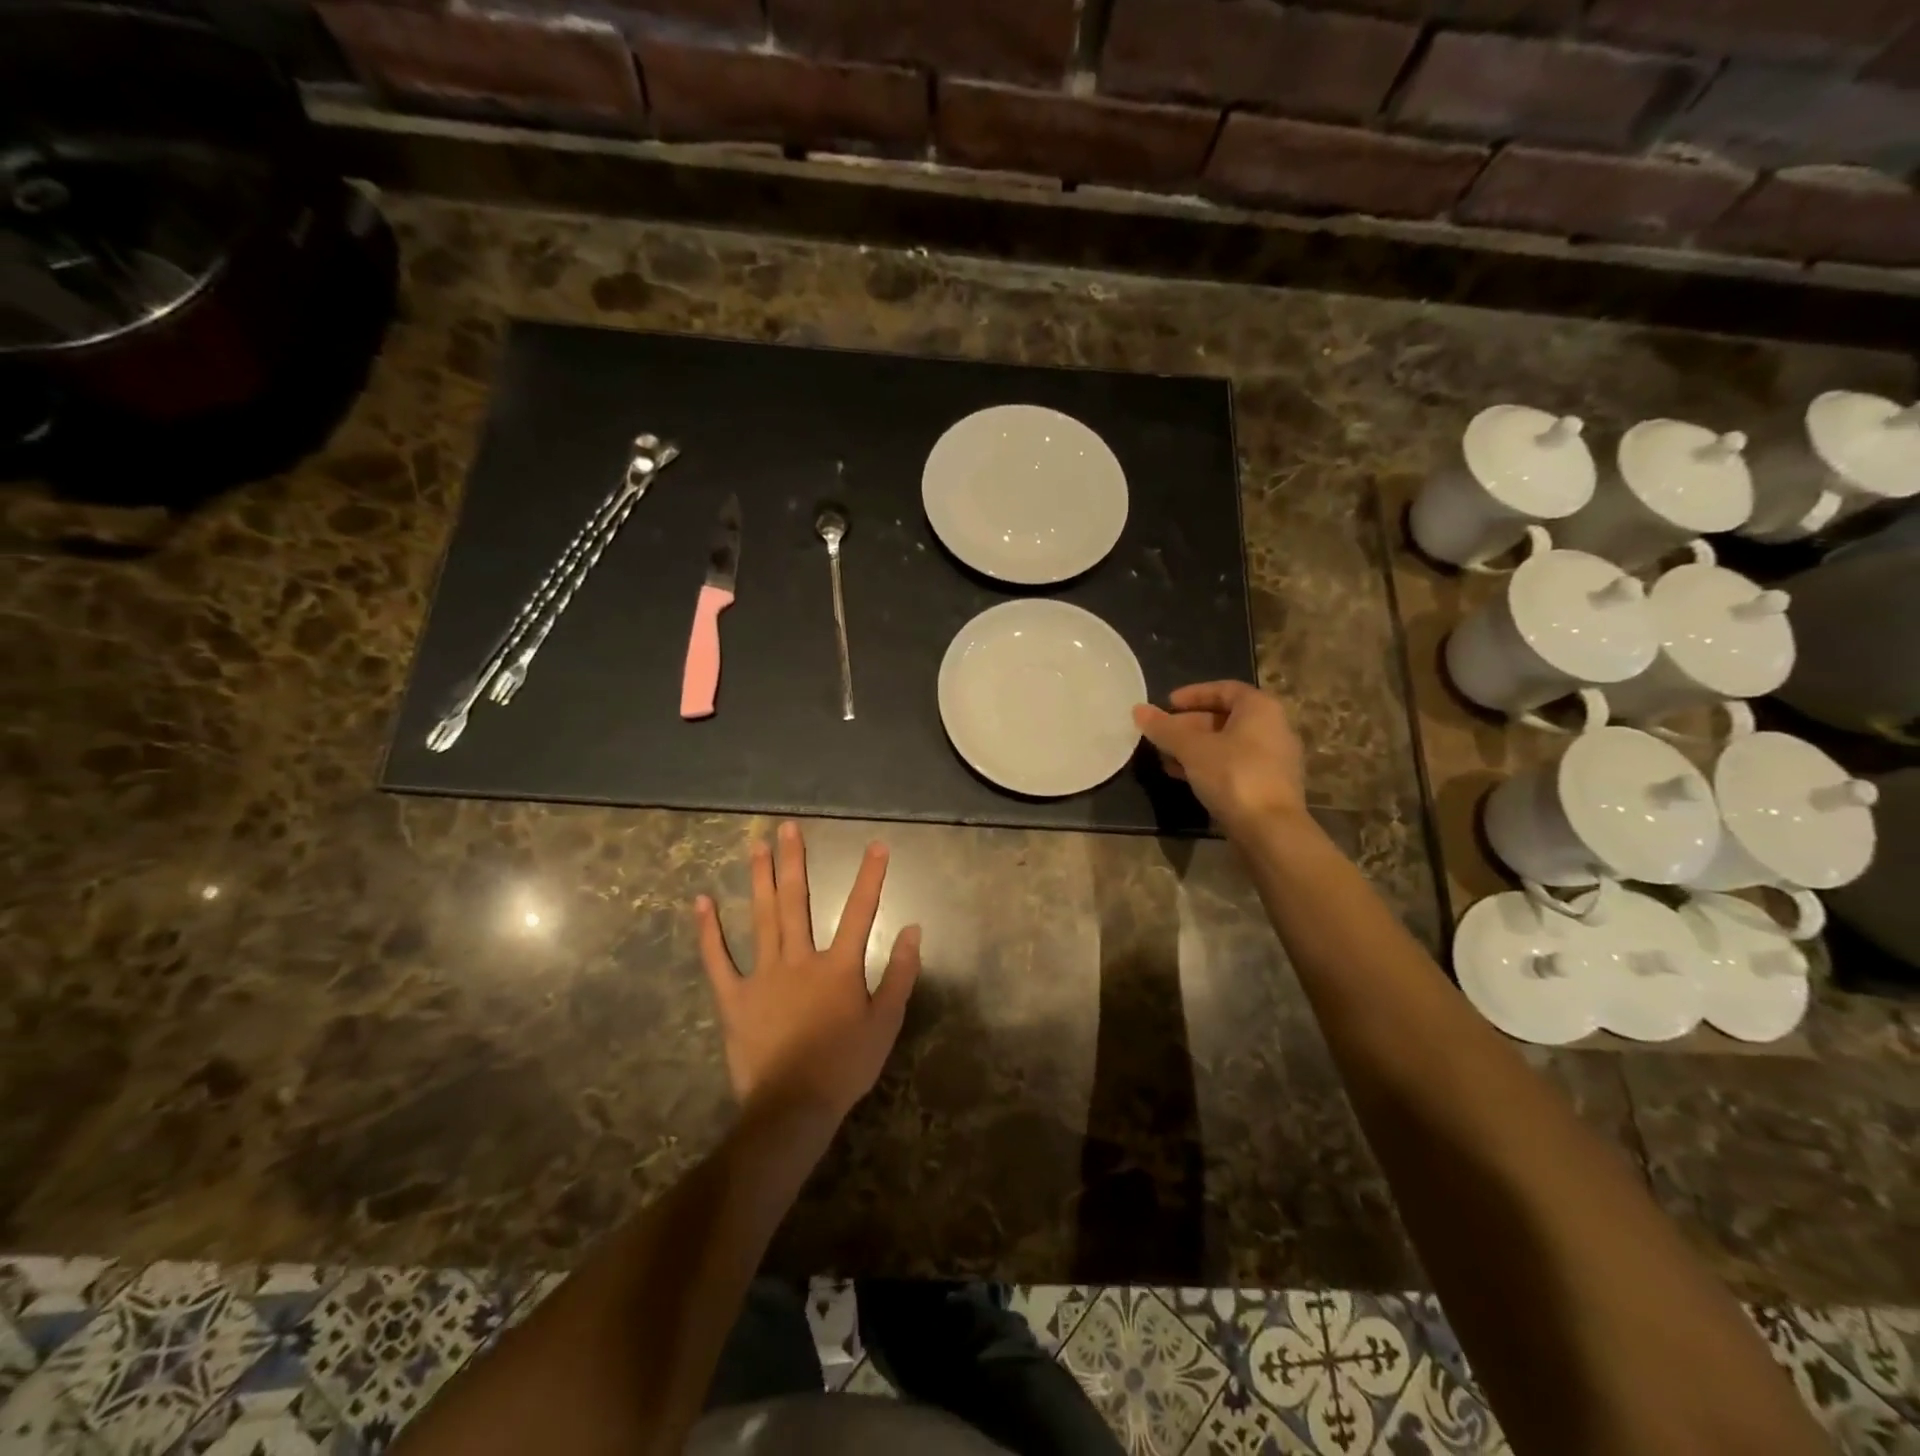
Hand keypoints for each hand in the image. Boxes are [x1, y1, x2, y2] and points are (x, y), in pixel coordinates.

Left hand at [695, 821, 920, 1122]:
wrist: (794, 1106)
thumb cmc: (846, 1065)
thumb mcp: (886, 1022)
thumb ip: (899, 973)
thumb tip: (912, 929)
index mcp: (839, 966)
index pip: (860, 912)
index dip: (870, 877)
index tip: (876, 845)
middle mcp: (799, 959)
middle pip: (797, 901)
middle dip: (794, 861)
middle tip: (786, 827)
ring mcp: (763, 976)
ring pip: (761, 918)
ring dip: (759, 880)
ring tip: (755, 846)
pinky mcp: (734, 998)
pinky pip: (717, 960)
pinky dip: (708, 931)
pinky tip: (701, 901)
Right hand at [1133, 681, 1307, 834]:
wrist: (1270, 829)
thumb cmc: (1233, 775)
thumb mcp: (1192, 749)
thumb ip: (1165, 728)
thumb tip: (1138, 710)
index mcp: (1260, 708)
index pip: (1225, 689)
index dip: (1193, 694)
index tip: (1167, 704)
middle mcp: (1273, 727)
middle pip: (1225, 717)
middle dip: (1189, 725)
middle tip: (1161, 734)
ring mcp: (1274, 758)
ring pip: (1228, 744)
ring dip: (1195, 748)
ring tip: (1166, 758)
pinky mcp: (1268, 785)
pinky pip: (1234, 764)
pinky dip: (1209, 765)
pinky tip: (1184, 777)